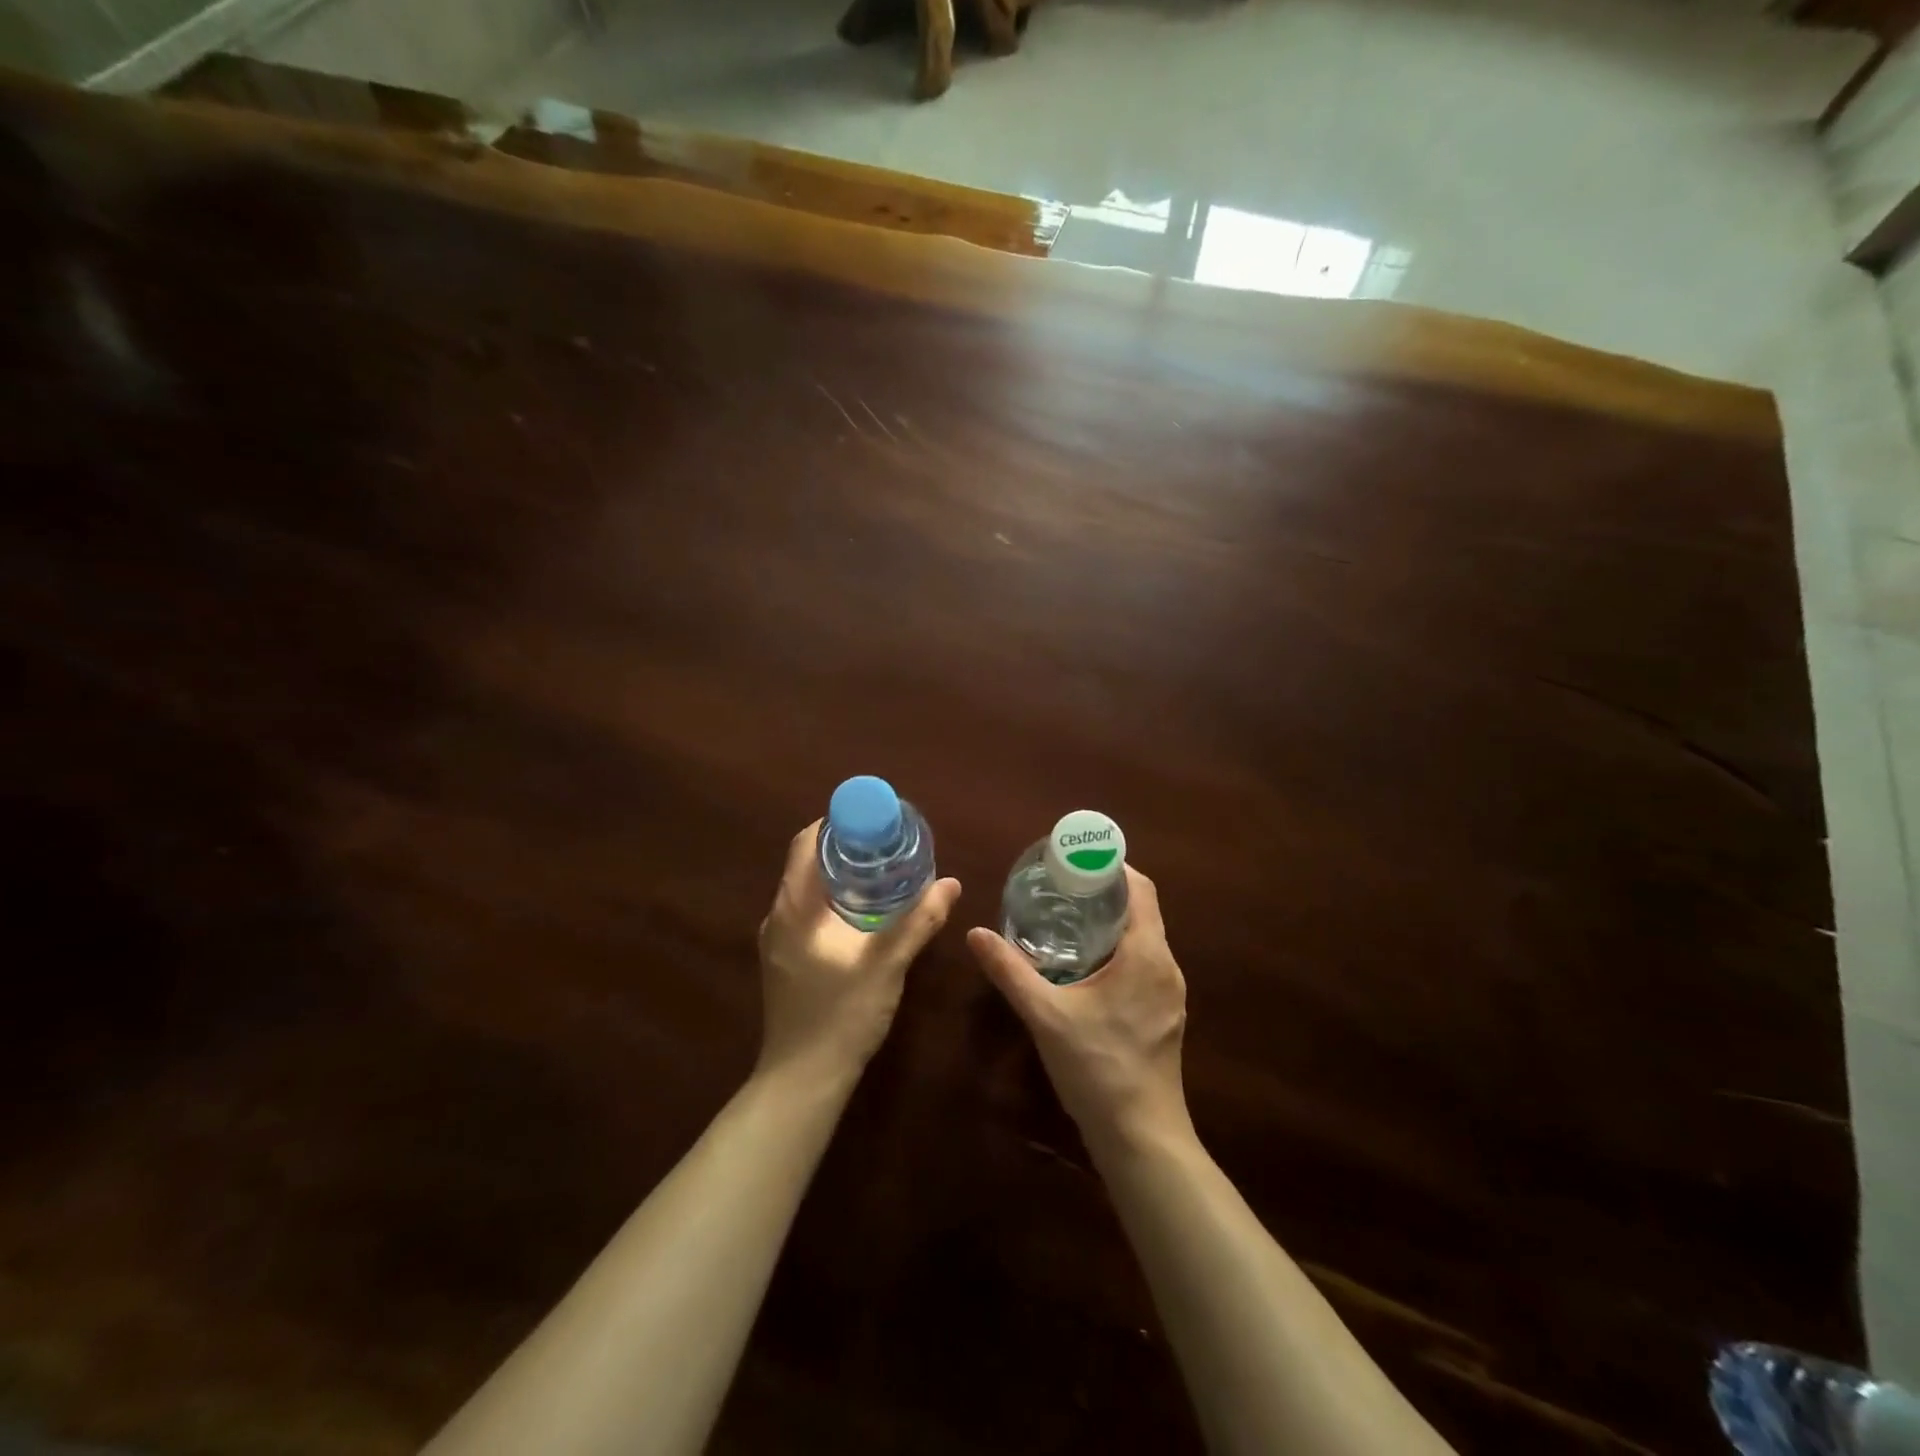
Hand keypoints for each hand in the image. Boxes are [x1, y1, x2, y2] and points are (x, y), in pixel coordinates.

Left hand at [757, 820, 960, 1085]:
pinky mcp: (784, 959)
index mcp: (794, 908)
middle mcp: (778, 916)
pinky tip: (867, 913)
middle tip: (889, 844)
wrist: (803, 1080)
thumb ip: (918, 922)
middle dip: (846, 848)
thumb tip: (951, 883)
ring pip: (808, 890)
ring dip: (841, 875)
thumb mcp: (886, 964)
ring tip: (884, 872)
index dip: (837, 823)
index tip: (874, 820)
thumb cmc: (840, 1016)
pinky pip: (808, 913)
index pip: (806, 843)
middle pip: (808, 863)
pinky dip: (835, 900)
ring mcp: (778, 940)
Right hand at [967, 867, 1192, 1155]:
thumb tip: (976, 933)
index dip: (1112, 866)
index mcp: (1146, 955)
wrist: (1141, 1138)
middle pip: (1142, 910)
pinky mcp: (1165, 1015)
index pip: (1141, 889)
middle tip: (1061, 886)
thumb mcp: (1045, 1015)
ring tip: (1068, 917)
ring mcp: (1170, 993)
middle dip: (1105, 892)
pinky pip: (1145, 963)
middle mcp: (1167, 966)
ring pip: (1144, 939)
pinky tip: (1086, 964)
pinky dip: (1119, 949)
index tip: (1076, 860)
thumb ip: (1010, 971)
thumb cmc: (1097, 1068)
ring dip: (1112, 922)